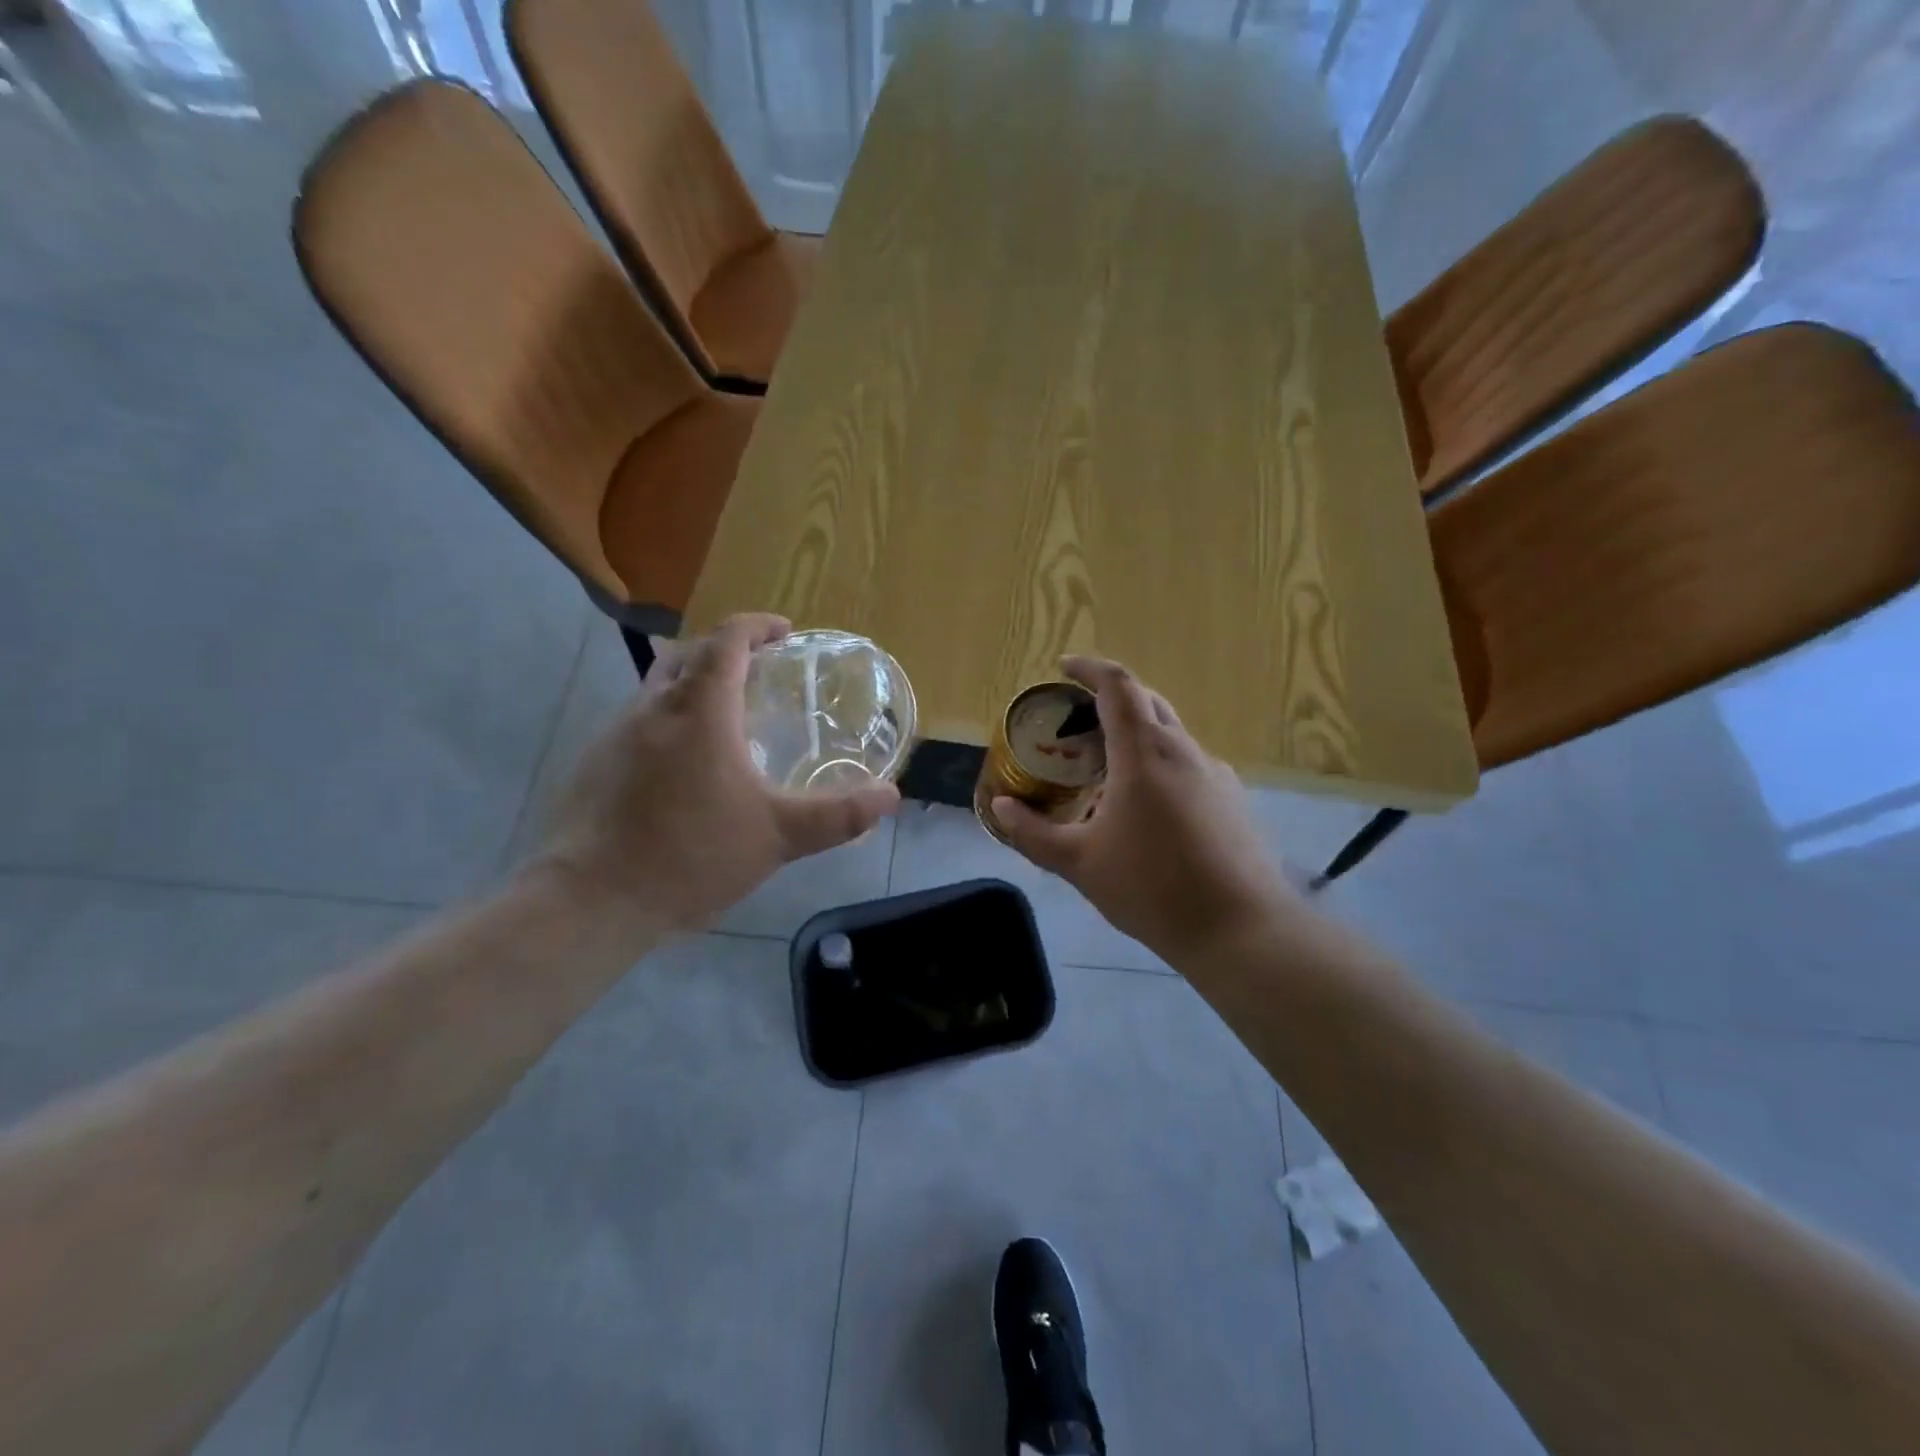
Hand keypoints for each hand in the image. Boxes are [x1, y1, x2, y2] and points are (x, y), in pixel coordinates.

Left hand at [533, 614, 899, 933]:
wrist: (591, 900)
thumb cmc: (691, 856)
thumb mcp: (778, 837)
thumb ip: (838, 815)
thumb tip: (891, 796)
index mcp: (701, 711)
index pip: (728, 641)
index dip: (757, 626)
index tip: (785, 632)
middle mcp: (654, 708)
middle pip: (690, 653)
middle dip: (727, 649)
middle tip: (760, 670)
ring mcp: (616, 733)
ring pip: (659, 685)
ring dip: (694, 682)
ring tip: (726, 715)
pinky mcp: (594, 762)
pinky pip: (639, 719)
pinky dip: (669, 718)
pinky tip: (683, 764)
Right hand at [992, 657, 1294, 964]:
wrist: (1240, 930)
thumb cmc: (1152, 889)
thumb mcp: (1079, 863)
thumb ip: (1033, 833)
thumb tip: (1000, 806)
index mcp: (1144, 753)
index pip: (1118, 686)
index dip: (1089, 669)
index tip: (1064, 668)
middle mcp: (1184, 750)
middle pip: (1146, 702)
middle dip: (1110, 700)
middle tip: (1077, 723)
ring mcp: (1215, 774)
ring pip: (1170, 734)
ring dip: (1135, 735)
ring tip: (1106, 771)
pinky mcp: (1233, 799)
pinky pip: (1188, 764)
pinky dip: (1159, 765)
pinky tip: (1147, 809)